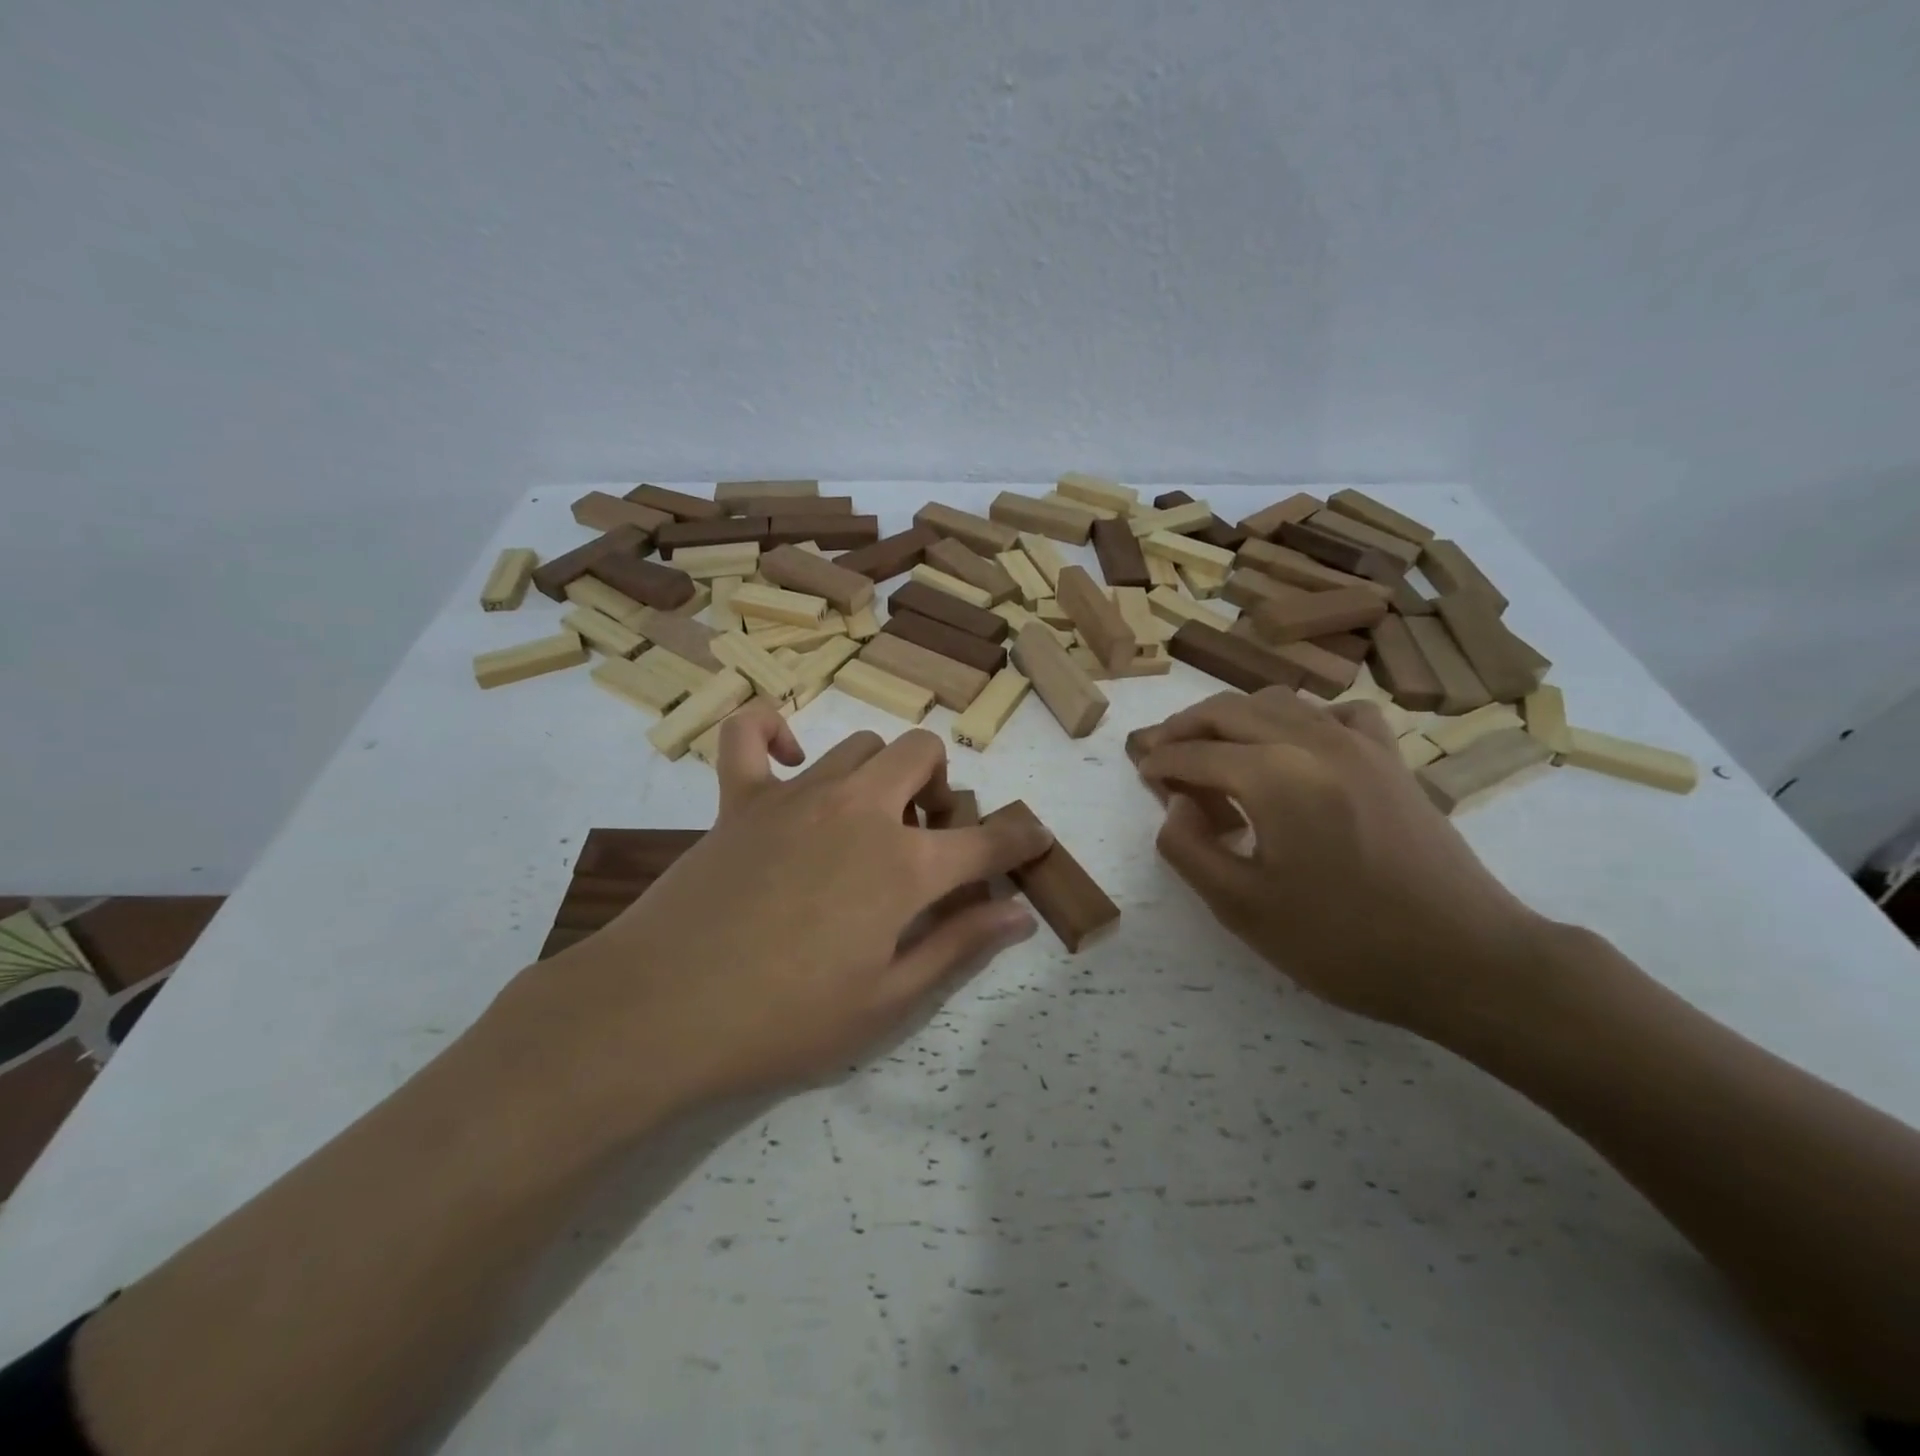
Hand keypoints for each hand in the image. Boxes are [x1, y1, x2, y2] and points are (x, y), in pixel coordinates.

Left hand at [499, 704, 1049, 1125]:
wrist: (661, 1012)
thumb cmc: (783, 1021)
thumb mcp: (886, 1002)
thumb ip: (958, 946)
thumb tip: (1019, 915)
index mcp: (903, 866)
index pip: (986, 840)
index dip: (1020, 838)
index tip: (1033, 838)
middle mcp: (859, 811)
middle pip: (923, 755)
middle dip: (940, 787)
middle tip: (923, 840)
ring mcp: (796, 795)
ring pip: (861, 746)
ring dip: (881, 774)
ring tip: (866, 821)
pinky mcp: (739, 798)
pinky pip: (750, 732)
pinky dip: (771, 728)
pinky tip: (787, 757)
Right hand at [1127, 690, 1551, 1042]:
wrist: (1466, 960)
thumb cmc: (1346, 942)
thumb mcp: (1244, 910)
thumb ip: (1190, 851)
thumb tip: (1175, 808)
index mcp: (1274, 777)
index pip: (1195, 754)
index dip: (1159, 762)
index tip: (1139, 774)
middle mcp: (1312, 741)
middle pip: (1228, 710)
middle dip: (1183, 727)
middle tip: (1157, 751)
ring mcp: (1359, 743)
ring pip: (1277, 701)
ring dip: (1233, 717)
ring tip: (1212, 749)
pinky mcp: (1391, 759)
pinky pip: (1335, 713)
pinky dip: (1299, 718)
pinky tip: (1294, 747)